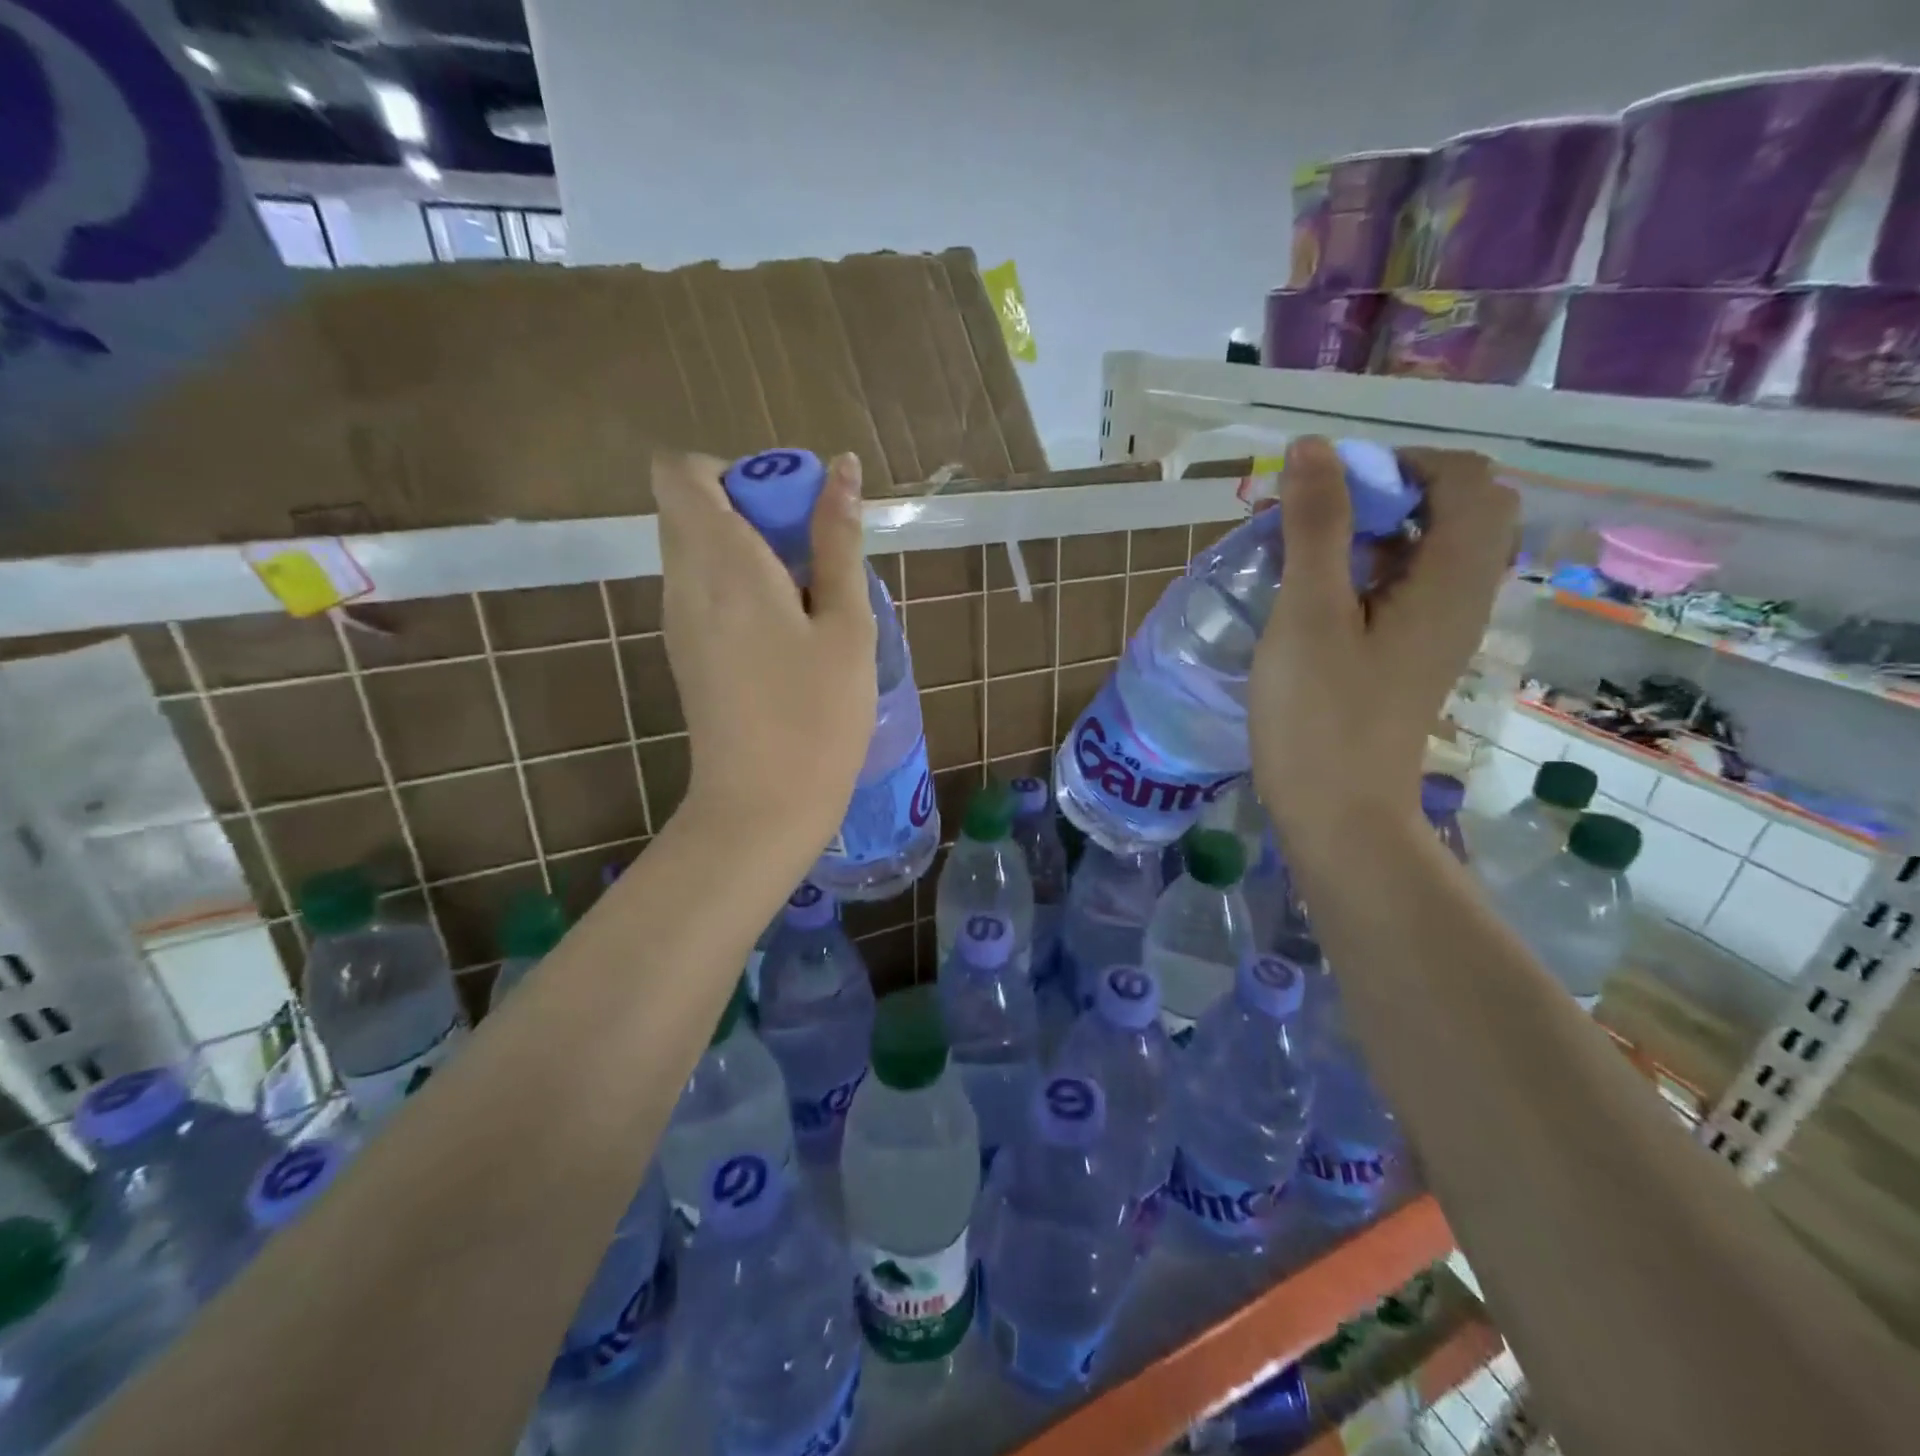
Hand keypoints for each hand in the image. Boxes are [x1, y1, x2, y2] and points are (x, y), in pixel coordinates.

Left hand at [652, 451, 877, 854]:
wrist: (763, 806)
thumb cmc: (817, 715)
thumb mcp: (846, 625)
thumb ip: (838, 542)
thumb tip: (842, 469)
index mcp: (721, 563)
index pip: (679, 471)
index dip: (733, 470)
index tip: (788, 506)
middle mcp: (683, 582)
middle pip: (689, 507)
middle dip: (748, 506)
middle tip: (810, 551)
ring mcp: (677, 620)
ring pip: (695, 549)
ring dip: (746, 548)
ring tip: (807, 594)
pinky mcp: (685, 653)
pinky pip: (700, 589)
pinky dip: (737, 584)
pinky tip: (787, 630)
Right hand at [1249, 436, 1517, 845]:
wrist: (1338, 813)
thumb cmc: (1320, 715)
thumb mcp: (1309, 614)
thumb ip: (1317, 526)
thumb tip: (1313, 447)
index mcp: (1452, 579)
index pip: (1466, 479)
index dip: (1401, 463)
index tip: (1331, 488)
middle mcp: (1462, 597)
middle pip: (1459, 509)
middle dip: (1392, 493)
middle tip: (1324, 515)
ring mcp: (1439, 631)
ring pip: (1429, 549)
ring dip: (1376, 531)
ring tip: (1310, 550)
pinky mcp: (1411, 656)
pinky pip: (1406, 587)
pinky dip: (1369, 570)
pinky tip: (1317, 596)